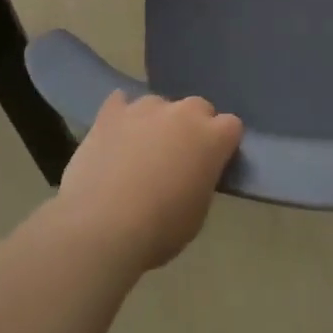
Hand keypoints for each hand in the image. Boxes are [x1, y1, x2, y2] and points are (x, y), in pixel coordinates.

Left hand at [51, 92, 242, 274]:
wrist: (101, 227)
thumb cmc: (158, 230)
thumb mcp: (197, 214)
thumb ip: (202, 180)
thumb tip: (193, 172)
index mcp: (212, 138)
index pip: (232, 126)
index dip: (223, 144)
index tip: (213, 164)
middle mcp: (182, 113)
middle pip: (198, 107)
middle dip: (193, 127)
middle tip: (178, 158)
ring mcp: (145, 108)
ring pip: (159, 104)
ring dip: (157, 122)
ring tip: (140, 151)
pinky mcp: (111, 112)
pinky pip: (120, 102)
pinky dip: (121, 115)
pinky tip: (115, 136)